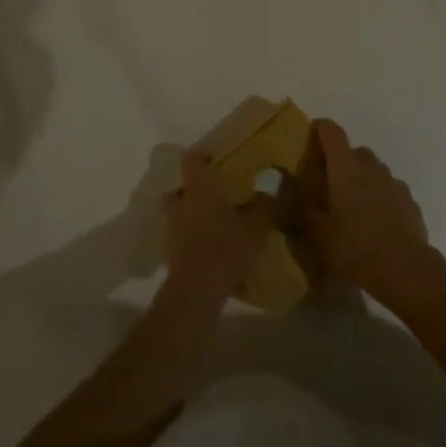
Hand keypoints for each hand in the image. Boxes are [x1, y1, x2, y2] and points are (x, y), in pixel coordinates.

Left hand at [163, 149, 274, 303]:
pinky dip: (194, 239)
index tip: (215, 158)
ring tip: (215, 223)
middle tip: (213, 193)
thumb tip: (272, 182)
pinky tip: (213, 249)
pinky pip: (183, 238)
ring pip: (179, 214)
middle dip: (192, 189)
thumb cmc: (226, 247)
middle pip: (178, 189)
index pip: (191, 160)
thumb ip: (265, 203)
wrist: (197, 290)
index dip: (201, 156)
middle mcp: (181, 204)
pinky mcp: (172, 254)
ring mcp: (173, 230)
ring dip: (192, 215)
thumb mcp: (256, 225)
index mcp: (199, 188)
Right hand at [305, 119, 433, 301]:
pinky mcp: (410, 200)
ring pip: (374, 170)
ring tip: (352, 205)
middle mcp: (371, 167)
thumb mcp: (317, 232)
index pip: (332, 132)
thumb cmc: (354, 246)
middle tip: (328, 182)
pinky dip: (380, 196)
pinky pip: (390, 189)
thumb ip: (300, 206)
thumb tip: (282, 185)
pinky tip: (375, 221)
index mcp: (345, 167)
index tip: (311, 133)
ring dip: (362, 179)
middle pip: (355, 151)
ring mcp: (393, 182)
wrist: (404, 269)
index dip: (321, 128)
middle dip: (341, 160)